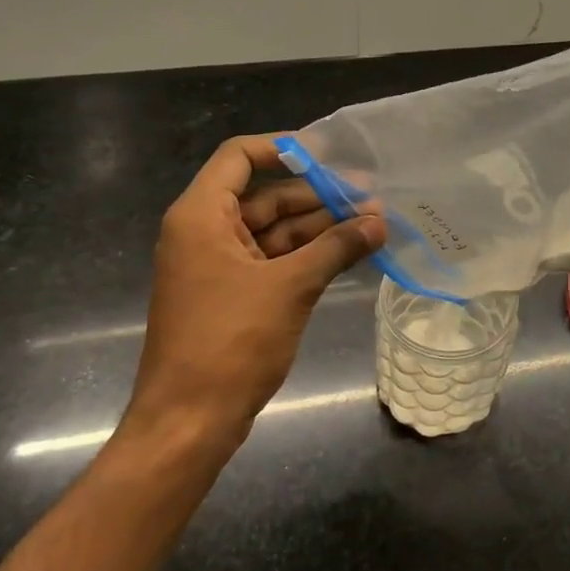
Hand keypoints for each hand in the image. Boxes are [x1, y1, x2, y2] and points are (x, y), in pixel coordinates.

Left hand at [116, 135, 385, 458]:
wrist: (189, 421)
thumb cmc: (231, 342)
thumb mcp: (290, 287)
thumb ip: (337, 248)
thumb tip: (380, 222)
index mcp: (202, 216)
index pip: (240, 157)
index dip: (285, 149)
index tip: (331, 156)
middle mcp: (206, 232)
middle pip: (266, 197)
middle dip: (319, 197)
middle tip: (372, 200)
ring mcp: (219, 266)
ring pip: (275, 232)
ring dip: (321, 229)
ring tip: (374, 226)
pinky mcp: (233, 295)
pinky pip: (274, 261)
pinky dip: (309, 256)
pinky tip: (350, 254)